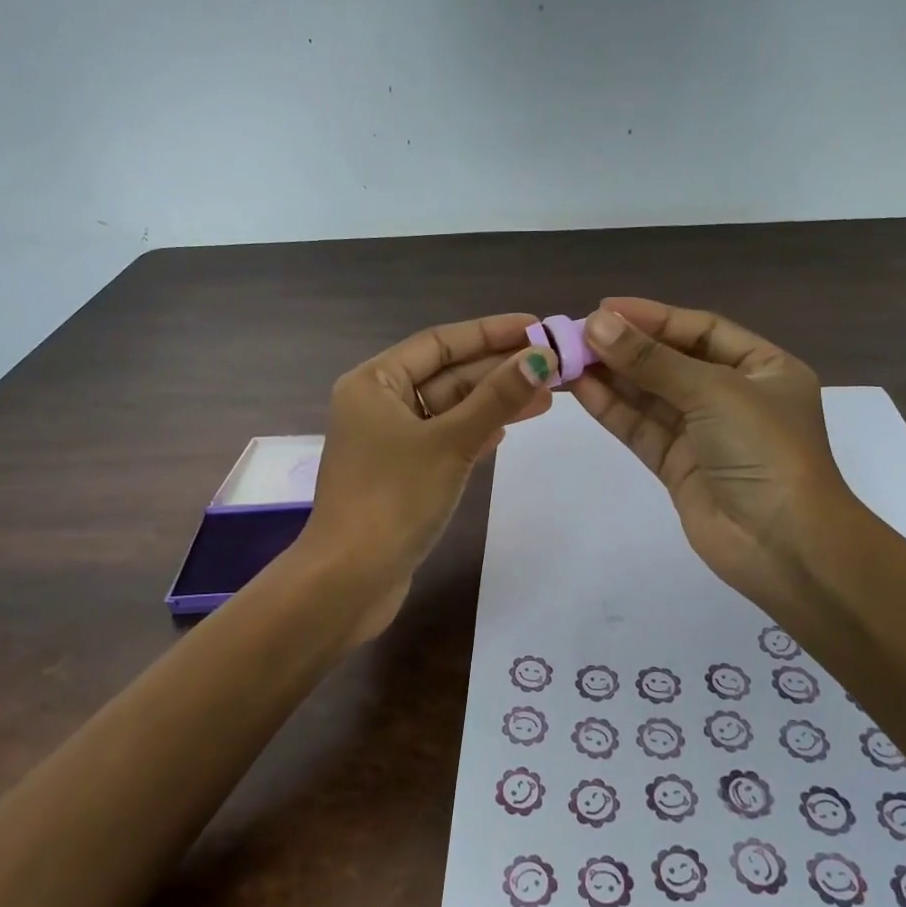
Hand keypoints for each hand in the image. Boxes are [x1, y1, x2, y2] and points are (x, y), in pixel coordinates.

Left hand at [296, 313, 557, 642]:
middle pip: (447, 374)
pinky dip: (476, 432)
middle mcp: (377, 404)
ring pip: (449, 409)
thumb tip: (541, 358)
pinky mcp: (402, 474)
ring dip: (494, 402)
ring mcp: (389, 441)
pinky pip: (445, 439)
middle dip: (499, 370)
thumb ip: (496, 399)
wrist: (350, 579)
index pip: (439, 342)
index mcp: (374, 382)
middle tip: (554, 365)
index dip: (490, 332)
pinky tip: (508, 429)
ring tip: (547, 396)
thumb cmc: (394, 499)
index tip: (537, 327)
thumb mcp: (450, 442)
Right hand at [569, 298, 861, 614]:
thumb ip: (652, 360)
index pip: (699, 330)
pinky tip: (580, 388)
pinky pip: (641, 428)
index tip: (604, 309)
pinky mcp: (678, 465)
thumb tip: (595, 324)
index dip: (652, 317)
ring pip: (650, 395)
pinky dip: (612, 409)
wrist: (783, 544)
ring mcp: (703, 433)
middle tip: (575, 334)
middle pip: (670, 361)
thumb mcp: (713, 391)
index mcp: (762, 368)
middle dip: (625, 347)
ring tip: (567, 358)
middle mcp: (733, 396)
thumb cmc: (764, 450)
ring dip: (611, 376)